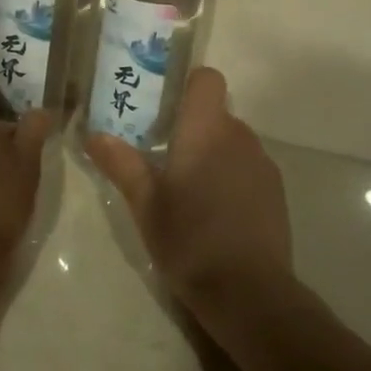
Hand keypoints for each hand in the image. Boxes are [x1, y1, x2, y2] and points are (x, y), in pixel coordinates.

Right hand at [86, 67, 290, 311]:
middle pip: (215, 112)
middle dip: (191, 127)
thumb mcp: (145, 204)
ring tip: (187, 189)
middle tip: (161, 155)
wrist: (249, 292)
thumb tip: (94, 136)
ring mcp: (262, 164)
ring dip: (212, 153)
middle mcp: (239, 136)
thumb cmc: (189, 239)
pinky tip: (215, 212)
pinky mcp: (276, 192)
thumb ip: (121, 164)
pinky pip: (248, 167)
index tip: (164, 107)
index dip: (187, 85)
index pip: (207, 79)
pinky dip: (231, 176)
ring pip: (232, 141)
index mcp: (206, 129)